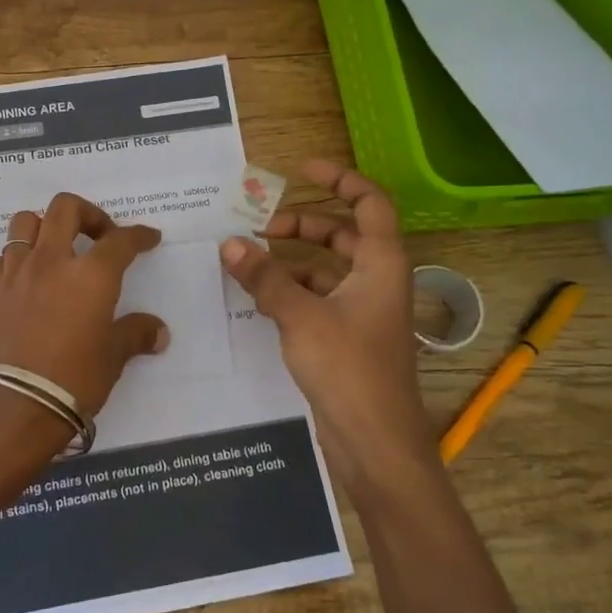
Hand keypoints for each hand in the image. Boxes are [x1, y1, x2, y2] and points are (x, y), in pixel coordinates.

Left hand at [0, 193, 169, 432]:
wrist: (15, 407)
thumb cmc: (74, 380)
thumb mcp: (113, 357)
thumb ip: (135, 334)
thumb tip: (158, 332)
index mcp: (91, 274)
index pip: (120, 240)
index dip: (138, 235)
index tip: (148, 238)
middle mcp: (51, 261)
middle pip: (65, 208)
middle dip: (88, 213)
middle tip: (99, 236)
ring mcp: (16, 273)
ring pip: (25, 222)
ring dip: (44, 227)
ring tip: (56, 249)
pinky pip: (2, 258)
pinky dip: (16, 259)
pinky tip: (26, 279)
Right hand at [218, 161, 434, 488]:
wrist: (376, 443)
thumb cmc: (348, 369)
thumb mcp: (300, 316)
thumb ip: (265, 277)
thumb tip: (230, 244)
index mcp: (381, 264)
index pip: (370, 204)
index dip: (340, 179)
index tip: (302, 169)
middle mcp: (377, 281)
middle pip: (342, 235)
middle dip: (302, 224)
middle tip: (259, 225)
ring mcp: (363, 311)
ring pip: (326, 269)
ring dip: (291, 261)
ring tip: (248, 263)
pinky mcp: (348, 338)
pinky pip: (318, 299)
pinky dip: (291, 291)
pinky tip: (259, 299)